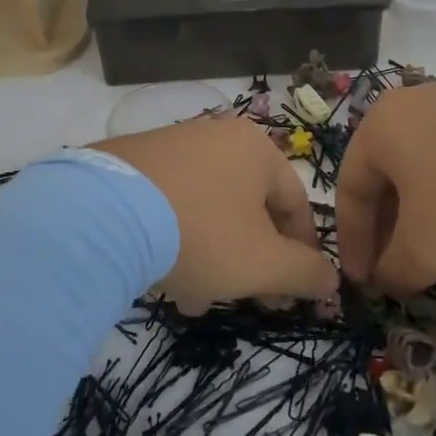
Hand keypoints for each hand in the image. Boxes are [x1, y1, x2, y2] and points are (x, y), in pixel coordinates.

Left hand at [94, 116, 336, 313]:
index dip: (302, 253)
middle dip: (250, 261)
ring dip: (212, 257)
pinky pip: (170, 204)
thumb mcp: (263, 263)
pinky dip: (175, 240)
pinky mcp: (130, 162)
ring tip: (195, 299)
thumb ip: (305, 273)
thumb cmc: (201, 234)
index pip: (295, 203)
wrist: (103, 214)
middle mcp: (215, 136)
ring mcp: (169, 145)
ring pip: (208, 210)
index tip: (295, 293)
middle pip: (248, 208)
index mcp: (255, 149)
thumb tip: (332, 280)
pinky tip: (160, 275)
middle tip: (245, 300)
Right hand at [336, 82, 435, 292]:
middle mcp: (412, 104)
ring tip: (435, 250)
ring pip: (423, 165)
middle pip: (386, 174)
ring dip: (420, 212)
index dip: (352, 242)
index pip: (349, 189)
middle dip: (387, 228)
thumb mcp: (425, 250)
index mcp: (380, 126)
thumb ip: (394, 270)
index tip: (362, 282)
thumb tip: (385, 282)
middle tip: (394, 269)